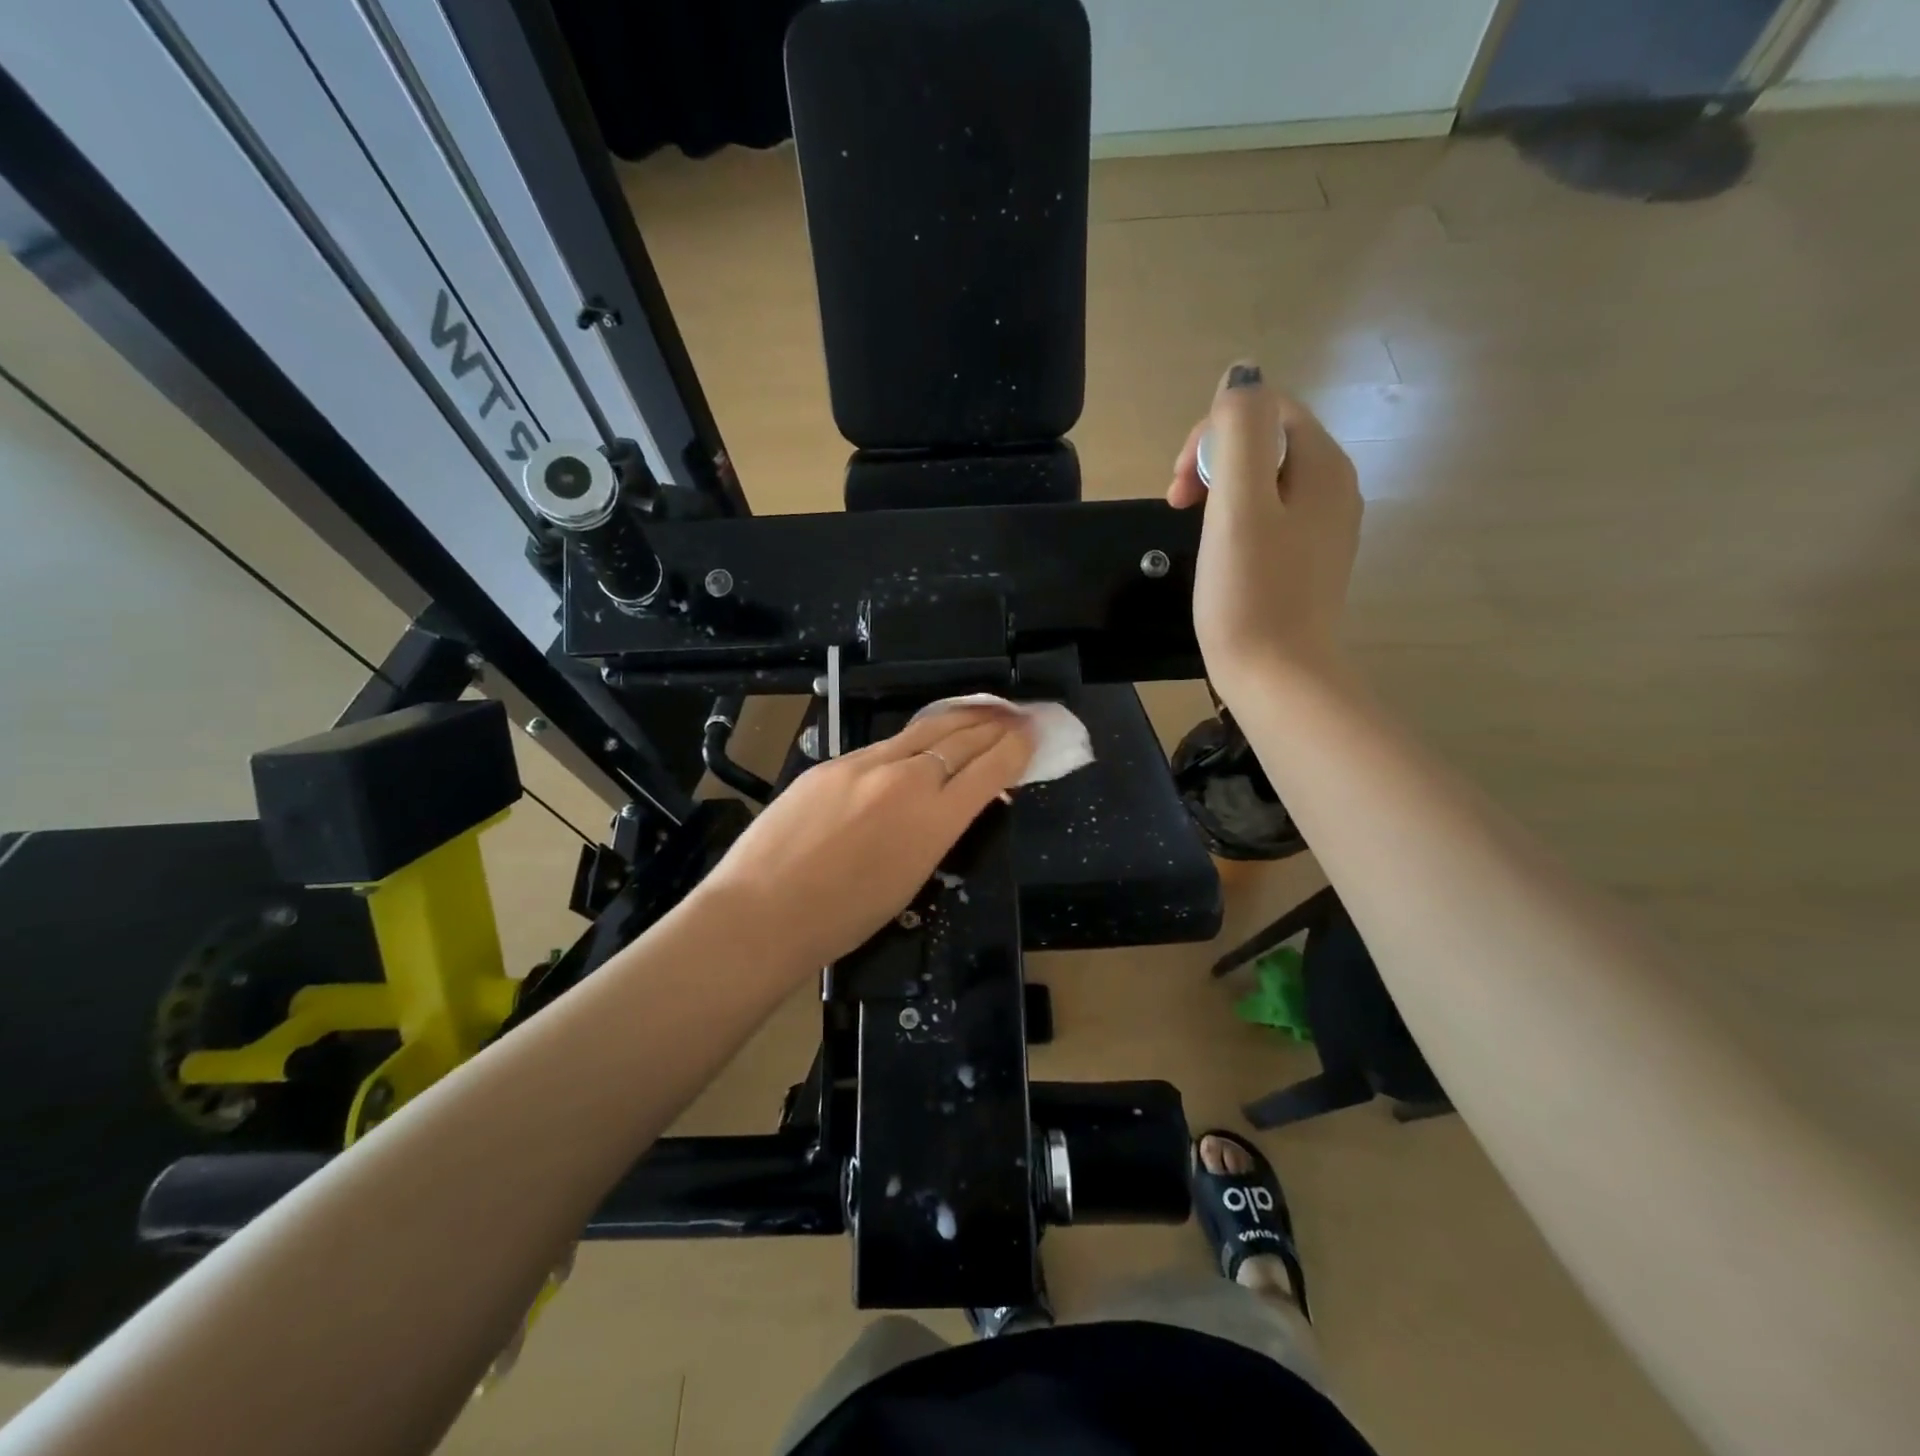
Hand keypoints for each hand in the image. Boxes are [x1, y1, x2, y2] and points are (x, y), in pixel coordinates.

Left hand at [694, 707, 1036, 972]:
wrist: (762, 912)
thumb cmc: (843, 918)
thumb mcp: (911, 879)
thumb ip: (940, 832)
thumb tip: (959, 803)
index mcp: (933, 818)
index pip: (991, 768)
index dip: (1018, 747)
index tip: (1034, 732)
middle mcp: (905, 778)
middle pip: (962, 737)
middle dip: (996, 723)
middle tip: (1018, 712)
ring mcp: (864, 763)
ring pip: (924, 730)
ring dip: (959, 719)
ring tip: (981, 711)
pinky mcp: (831, 762)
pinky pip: (884, 745)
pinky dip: (913, 740)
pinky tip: (920, 741)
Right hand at [1168, 362, 1362, 693]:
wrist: (1279, 679)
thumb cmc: (1250, 595)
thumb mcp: (1237, 505)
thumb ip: (1238, 431)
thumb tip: (1241, 374)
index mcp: (1323, 465)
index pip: (1264, 410)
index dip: (1210, 436)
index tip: (1179, 489)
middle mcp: (1335, 487)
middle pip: (1266, 443)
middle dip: (1213, 462)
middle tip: (1179, 507)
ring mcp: (1325, 527)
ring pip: (1265, 481)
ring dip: (1221, 493)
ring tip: (1196, 532)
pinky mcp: (1309, 560)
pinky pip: (1271, 517)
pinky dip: (1238, 522)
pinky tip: (1222, 555)